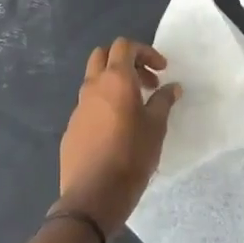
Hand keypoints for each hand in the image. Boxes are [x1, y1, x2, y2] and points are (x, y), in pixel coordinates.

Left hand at [56, 38, 181, 235]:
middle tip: (147, 82)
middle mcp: (93, 87)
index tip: (162, 71)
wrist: (93, 196)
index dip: (145, 52)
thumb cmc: (131, 156)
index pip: (124, 46)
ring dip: (114, 84)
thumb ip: (164, 101)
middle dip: (126, 61)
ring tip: (135, 108)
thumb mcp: (156, 128)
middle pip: (103, 55)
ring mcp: (78, 107)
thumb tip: (172, 87)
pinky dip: (104, 105)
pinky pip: (89, 106)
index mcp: (115, 80)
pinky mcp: (71, 128)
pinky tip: (117, 131)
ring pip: (94, 81)